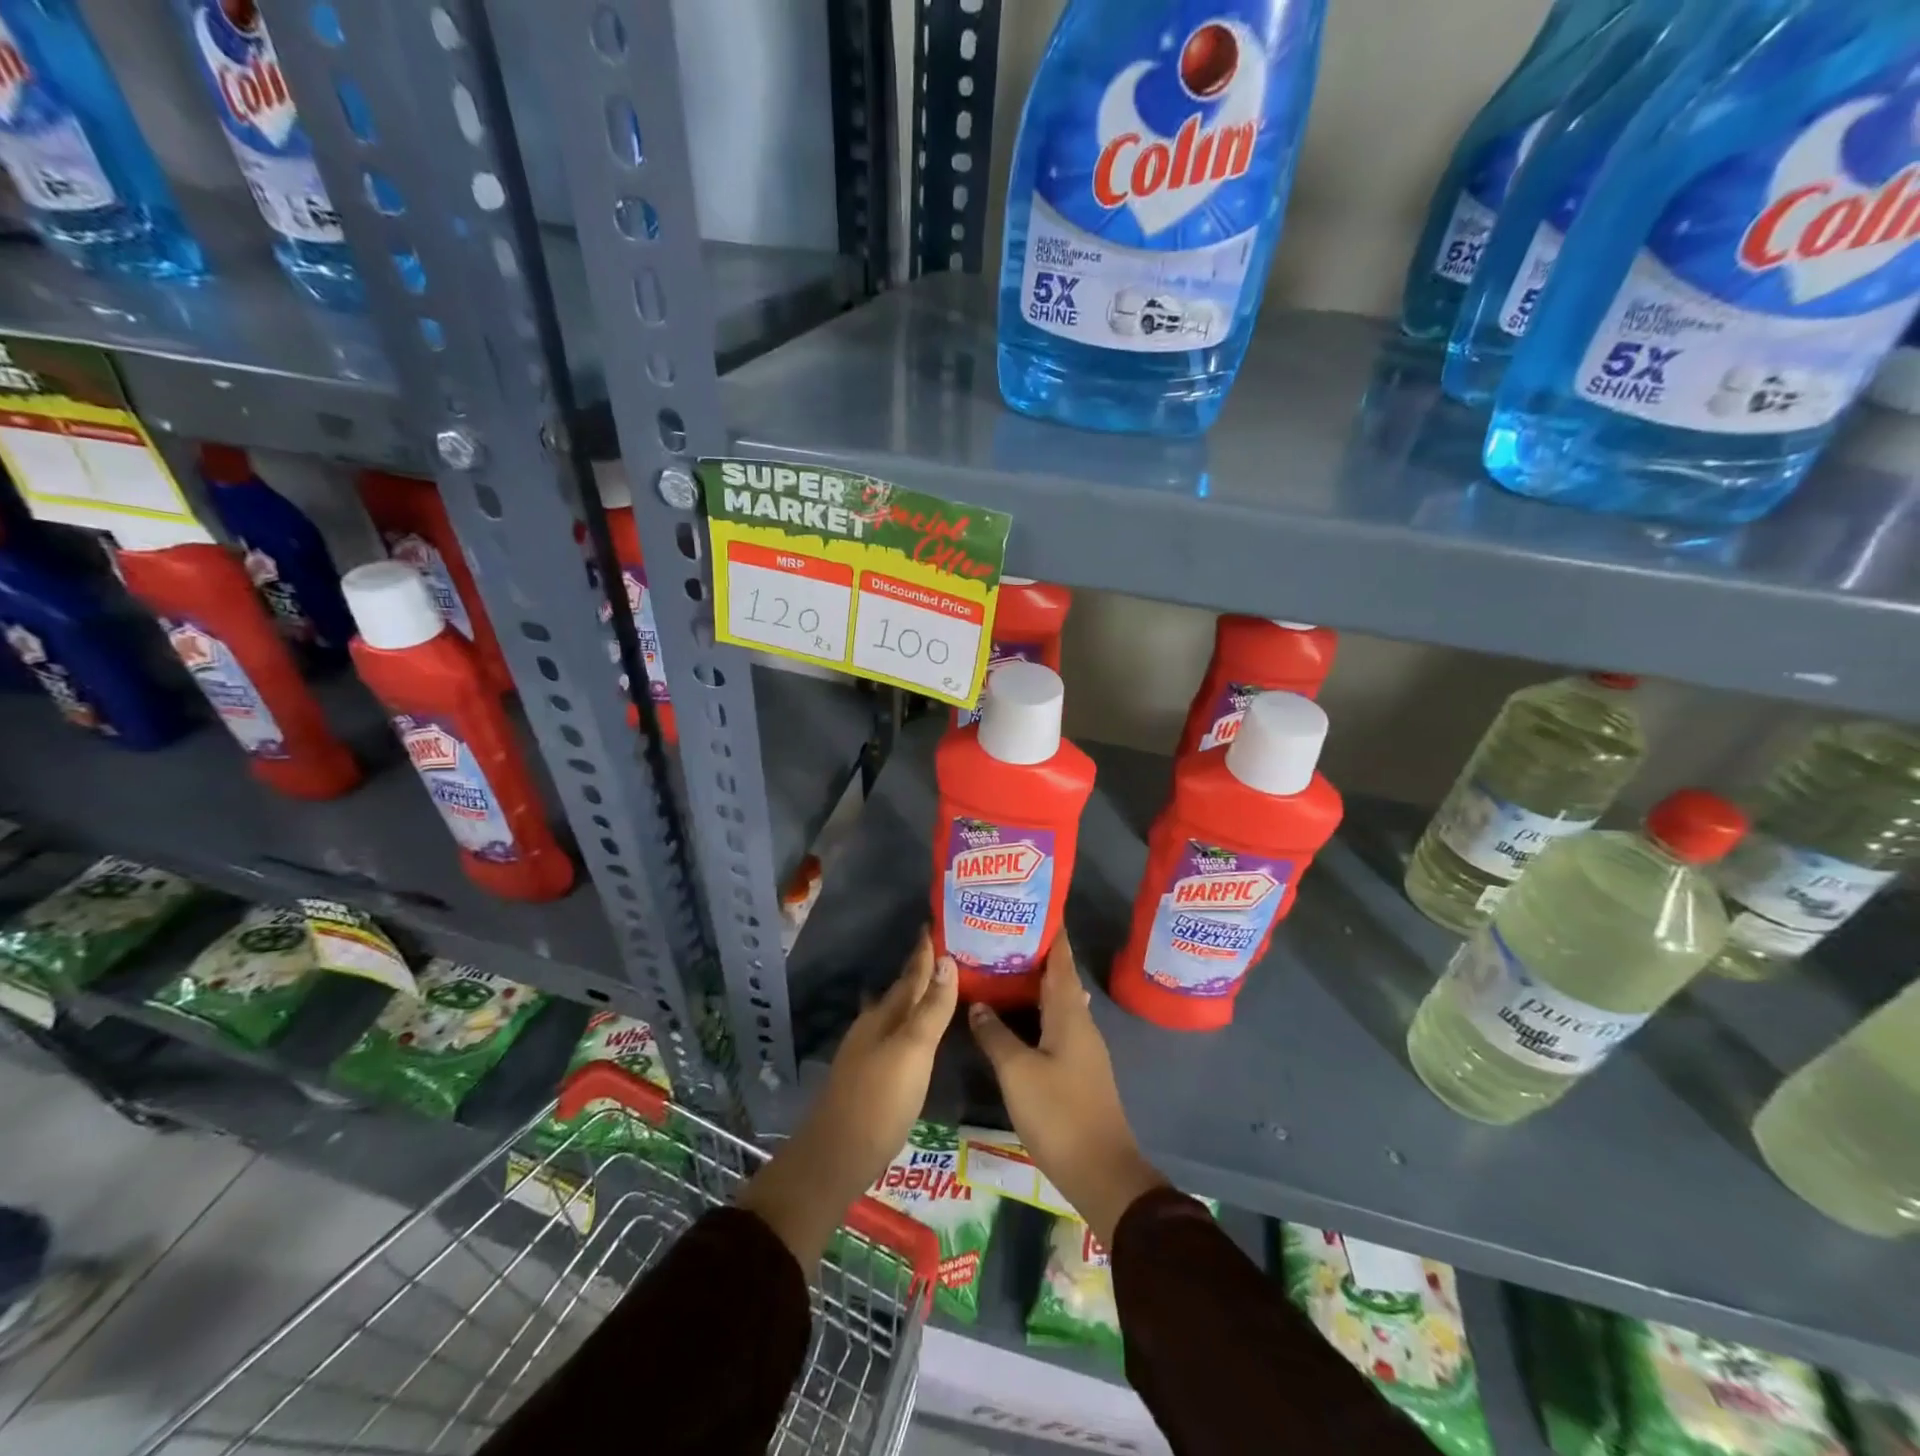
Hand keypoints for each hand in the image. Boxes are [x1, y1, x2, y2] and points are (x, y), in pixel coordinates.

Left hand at [740, 930, 956, 1265]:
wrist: (835, 1157)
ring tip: (933, 984)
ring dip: (913, 996)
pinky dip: (907, 1023)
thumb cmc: (879, 1100)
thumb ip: (931, 1009)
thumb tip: (947, 959)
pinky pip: (893, 1034)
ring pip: (894, 1011)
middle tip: (945, 951)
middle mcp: (873, 1026)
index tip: (935, 924)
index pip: (911, 974)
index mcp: (885, 1015)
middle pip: (901, 991)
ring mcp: (866, 1051)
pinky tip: (909, 1031)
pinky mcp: (867, 1075)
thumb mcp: (913, 1052)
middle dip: (921, 971)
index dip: (925, 951)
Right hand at [968, 934, 1167, 1244]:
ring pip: (1054, 1002)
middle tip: (999, 935)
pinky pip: (1053, 1025)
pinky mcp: (1076, 1069)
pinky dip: (1034, 1011)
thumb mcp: (1018, 1072)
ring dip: (1031, 984)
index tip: (1031, 904)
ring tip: (1000, 968)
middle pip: (1057, 977)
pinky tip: (1014, 1016)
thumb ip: (996, 1035)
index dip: (1050, 931)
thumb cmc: (1060, 1113)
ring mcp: (1081, 1047)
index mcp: (1069, 1013)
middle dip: (1033, 954)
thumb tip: (978, 1004)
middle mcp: (1080, 1022)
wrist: (1101, 1172)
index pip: (1061, 959)